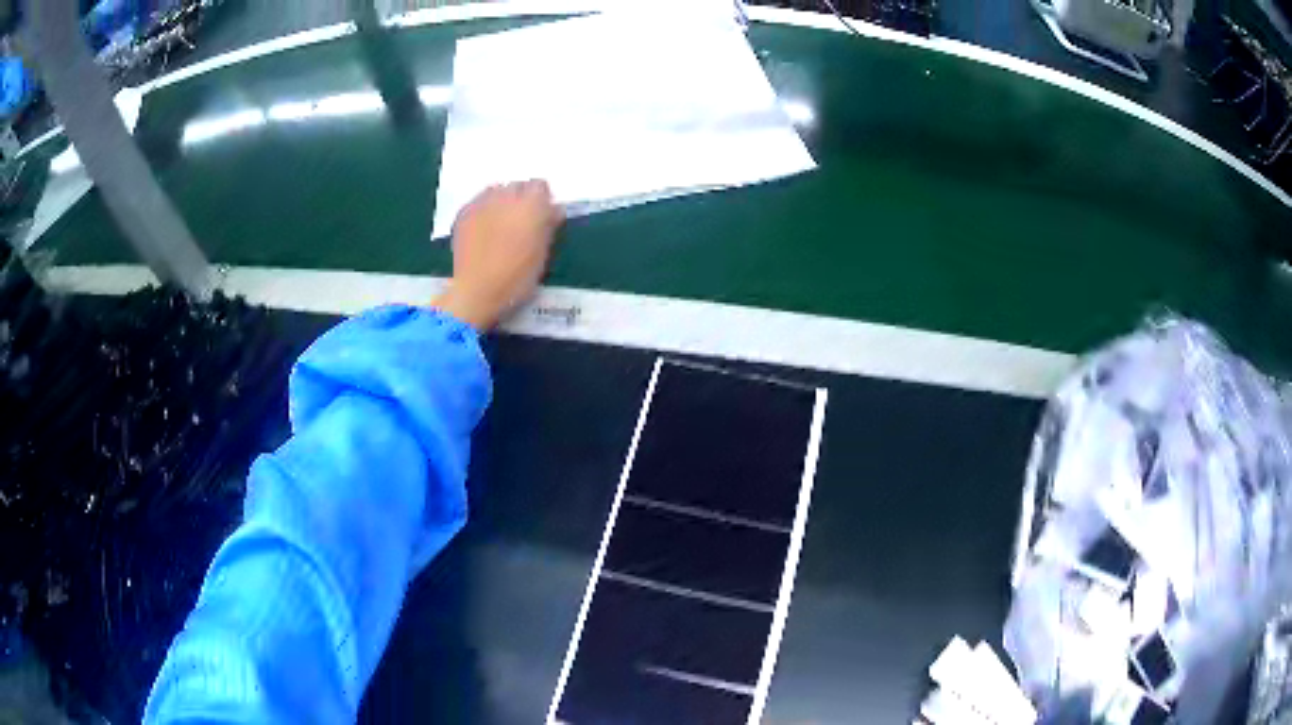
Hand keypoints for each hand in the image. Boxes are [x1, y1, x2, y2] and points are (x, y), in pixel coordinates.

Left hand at [433, 180, 563, 331]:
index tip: (541, 216)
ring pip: (496, 191)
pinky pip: (478, 202)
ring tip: (499, 224)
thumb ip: (548, 226)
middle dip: (521, 199)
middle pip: (518, 186)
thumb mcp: (542, 254)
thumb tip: (554, 210)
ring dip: (501, 202)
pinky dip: (483, 210)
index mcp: (531, 204)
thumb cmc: (517, 277)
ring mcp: (482, 202)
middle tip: (520, 222)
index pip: (540, 186)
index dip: (542, 201)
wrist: (477, 291)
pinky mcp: (464, 212)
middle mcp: (507, 196)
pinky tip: (482, 229)